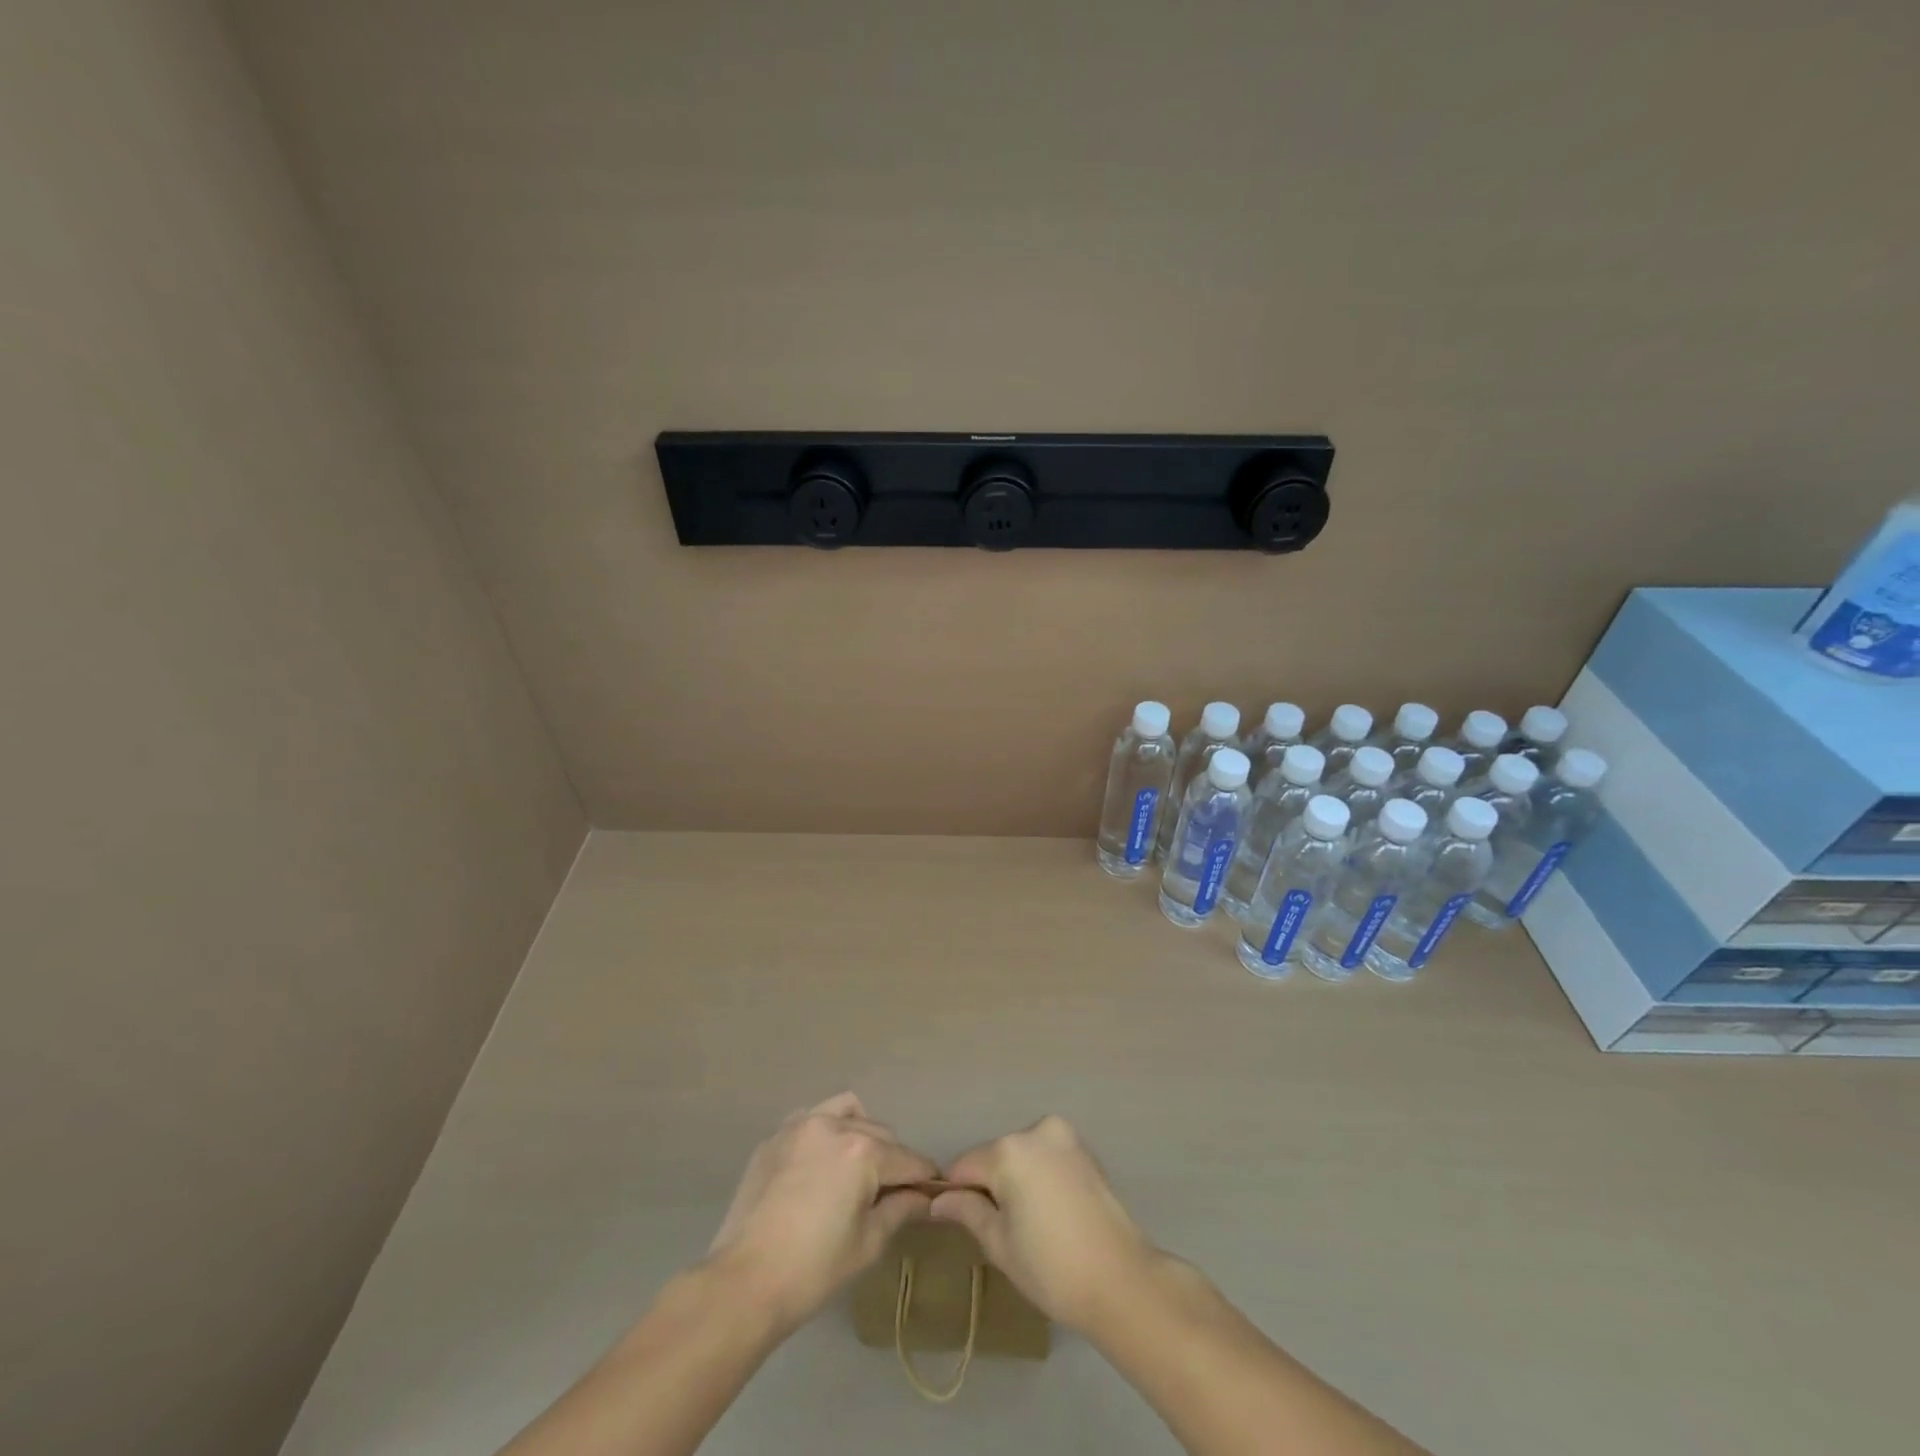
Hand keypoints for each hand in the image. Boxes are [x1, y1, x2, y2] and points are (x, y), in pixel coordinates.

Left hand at [707, 1093, 937, 1331]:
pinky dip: (827, 1132)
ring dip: (861, 1133)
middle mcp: (835, 1125)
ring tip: (857, 1167)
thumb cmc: (813, 1270)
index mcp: (863, 1151)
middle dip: (892, 1159)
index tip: (934, 1190)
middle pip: (880, 1134)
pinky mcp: (775, 1136)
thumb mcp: (867, 1244)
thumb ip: (900, 1210)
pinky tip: (821, 1165)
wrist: (743, 1282)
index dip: (925, 1177)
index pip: (908, 1159)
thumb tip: (924, 1197)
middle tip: (891, 1192)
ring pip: (848, 1112)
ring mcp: (801, 1125)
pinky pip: (813, 1119)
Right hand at [930, 1115, 1158, 1333]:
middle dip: (990, 1184)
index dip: (957, 1194)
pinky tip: (1051, 1212)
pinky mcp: (1084, 1149)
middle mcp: (1035, 1131)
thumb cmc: (1052, 1268)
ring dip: (1016, 1179)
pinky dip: (1040, 1176)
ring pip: (1021, 1154)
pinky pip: (1046, 1156)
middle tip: (1000, 1230)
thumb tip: (938, 1200)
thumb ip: (967, 1211)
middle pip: (994, 1156)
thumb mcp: (999, 1244)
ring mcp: (1064, 1136)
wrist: (1122, 1279)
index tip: (960, 1222)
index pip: (965, 1166)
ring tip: (1029, 1224)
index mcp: (1009, 1150)